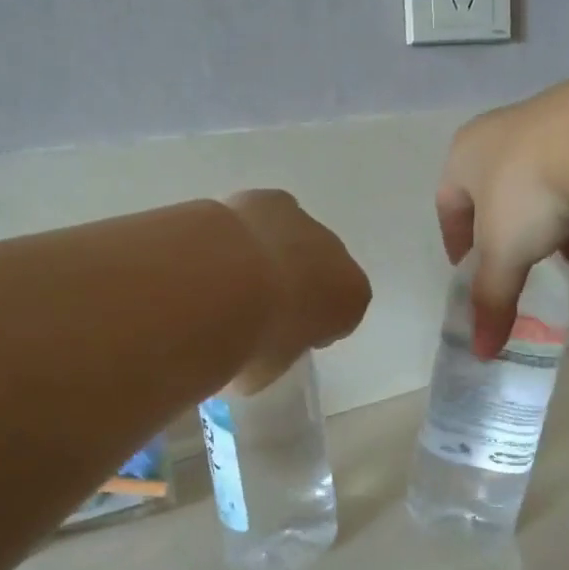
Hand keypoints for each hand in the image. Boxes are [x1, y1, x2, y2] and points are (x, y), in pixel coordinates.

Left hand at [223, 190, 372, 392]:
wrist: (222, 285)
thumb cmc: (254, 340)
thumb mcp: (269, 369)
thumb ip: (274, 356)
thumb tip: (253, 355)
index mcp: (352, 298)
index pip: (342, 315)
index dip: (314, 327)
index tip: (287, 337)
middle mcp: (338, 255)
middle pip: (321, 271)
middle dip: (297, 285)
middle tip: (258, 308)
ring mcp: (305, 222)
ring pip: (293, 241)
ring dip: (272, 256)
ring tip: (231, 277)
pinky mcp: (269, 200)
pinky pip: (263, 218)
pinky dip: (246, 231)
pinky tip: (216, 249)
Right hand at [436, 87, 568, 358]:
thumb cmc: (531, 192)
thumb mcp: (506, 254)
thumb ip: (492, 300)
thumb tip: (482, 353)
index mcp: (464, 156)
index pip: (448, 205)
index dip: (457, 242)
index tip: (471, 270)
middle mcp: (500, 133)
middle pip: (498, 195)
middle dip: (515, 236)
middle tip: (531, 264)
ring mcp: (547, 120)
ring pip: (542, 182)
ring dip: (554, 222)